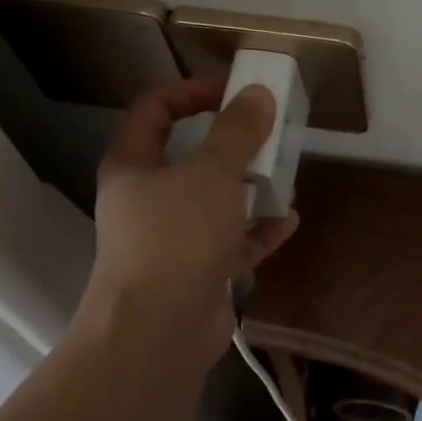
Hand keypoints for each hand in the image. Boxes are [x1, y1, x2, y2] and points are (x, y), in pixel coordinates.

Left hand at [75, 78, 298, 362]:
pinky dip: (258, 231)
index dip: (192, 92)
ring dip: (251, 190)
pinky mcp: (196, 273)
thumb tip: (258, 93)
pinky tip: (288, 222)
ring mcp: (171, 240)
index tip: (235, 90)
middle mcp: (147, 200)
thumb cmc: (176, 237)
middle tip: (270, 136)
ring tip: (286, 179)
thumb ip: (237, 132)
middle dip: (233, 146)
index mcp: (133, 166)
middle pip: (190, 158)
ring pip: (215, 203)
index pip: (155, 110)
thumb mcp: (211, 173)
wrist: (158, 330)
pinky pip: (232, 242)